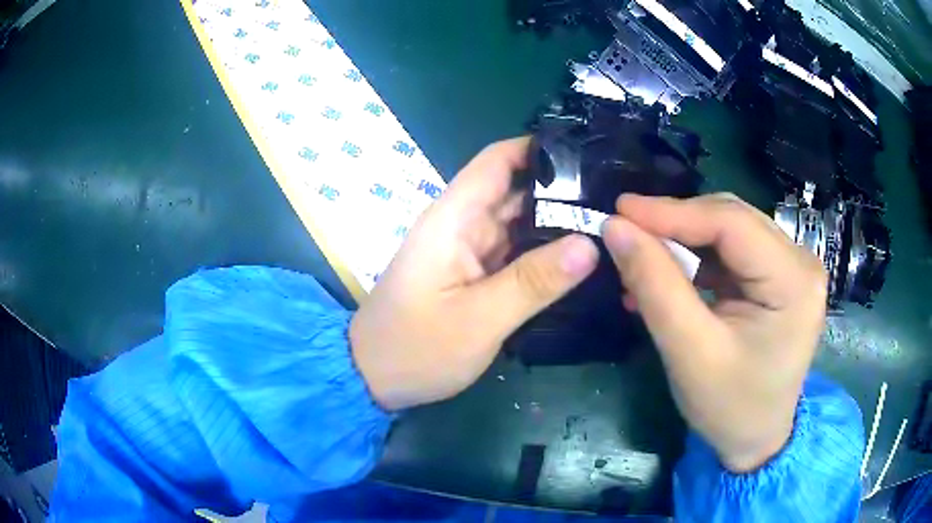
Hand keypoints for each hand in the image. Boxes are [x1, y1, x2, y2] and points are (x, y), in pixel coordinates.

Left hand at [350, 138, 598, 410]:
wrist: (372, 378)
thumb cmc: (416, 349)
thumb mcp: (479, 319)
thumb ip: (534, 281)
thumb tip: (591, 243)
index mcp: (454, 218)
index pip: (497, 161)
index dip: (539, 149)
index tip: (587, 153)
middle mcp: (461, 225)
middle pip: (516, 191)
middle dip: (562, 191)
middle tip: (616, 199)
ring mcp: (467, 250)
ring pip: (518, 223)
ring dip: (557, 223)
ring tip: (611, 224)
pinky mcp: (471, 274)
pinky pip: (514, 252)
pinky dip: (543, 252)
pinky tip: (579, 259)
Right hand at [602, 193, 827, 471]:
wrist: (756, 439)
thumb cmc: (730, 407)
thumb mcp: (690, 353)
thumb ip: (655, 287)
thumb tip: (616, 229)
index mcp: (794, 281)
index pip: (732, 223)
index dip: (673, 212)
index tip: (620, 210)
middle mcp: (800, 262)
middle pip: (732, 221)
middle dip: (676, 224)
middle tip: (626, 231)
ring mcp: (791, 268)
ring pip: (728, 232)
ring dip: (682, 243)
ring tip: (640, 258)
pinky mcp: (777, 278)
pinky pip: (730, 253)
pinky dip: (695, 261)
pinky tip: (665, 276)